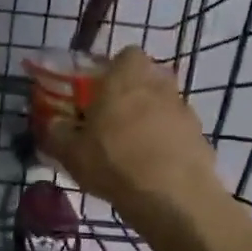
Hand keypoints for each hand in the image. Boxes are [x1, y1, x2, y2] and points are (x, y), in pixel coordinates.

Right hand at [41, 47, 218, 218]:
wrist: (171, 196)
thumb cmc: (113, 162)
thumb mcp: (71, 152)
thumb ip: (56, 133)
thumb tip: (51, 124)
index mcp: (125, 77)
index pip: (125, 55)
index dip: (112, 70)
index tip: (99, 91)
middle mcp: (159, 84)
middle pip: (147, 78)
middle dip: (132, 93)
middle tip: (113, 119)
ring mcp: (184, 109)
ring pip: (163, 104)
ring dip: (150, 118)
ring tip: (133, 147)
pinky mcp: (200, 135)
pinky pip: (177, 131)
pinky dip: (167, 141)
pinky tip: (153, 165)